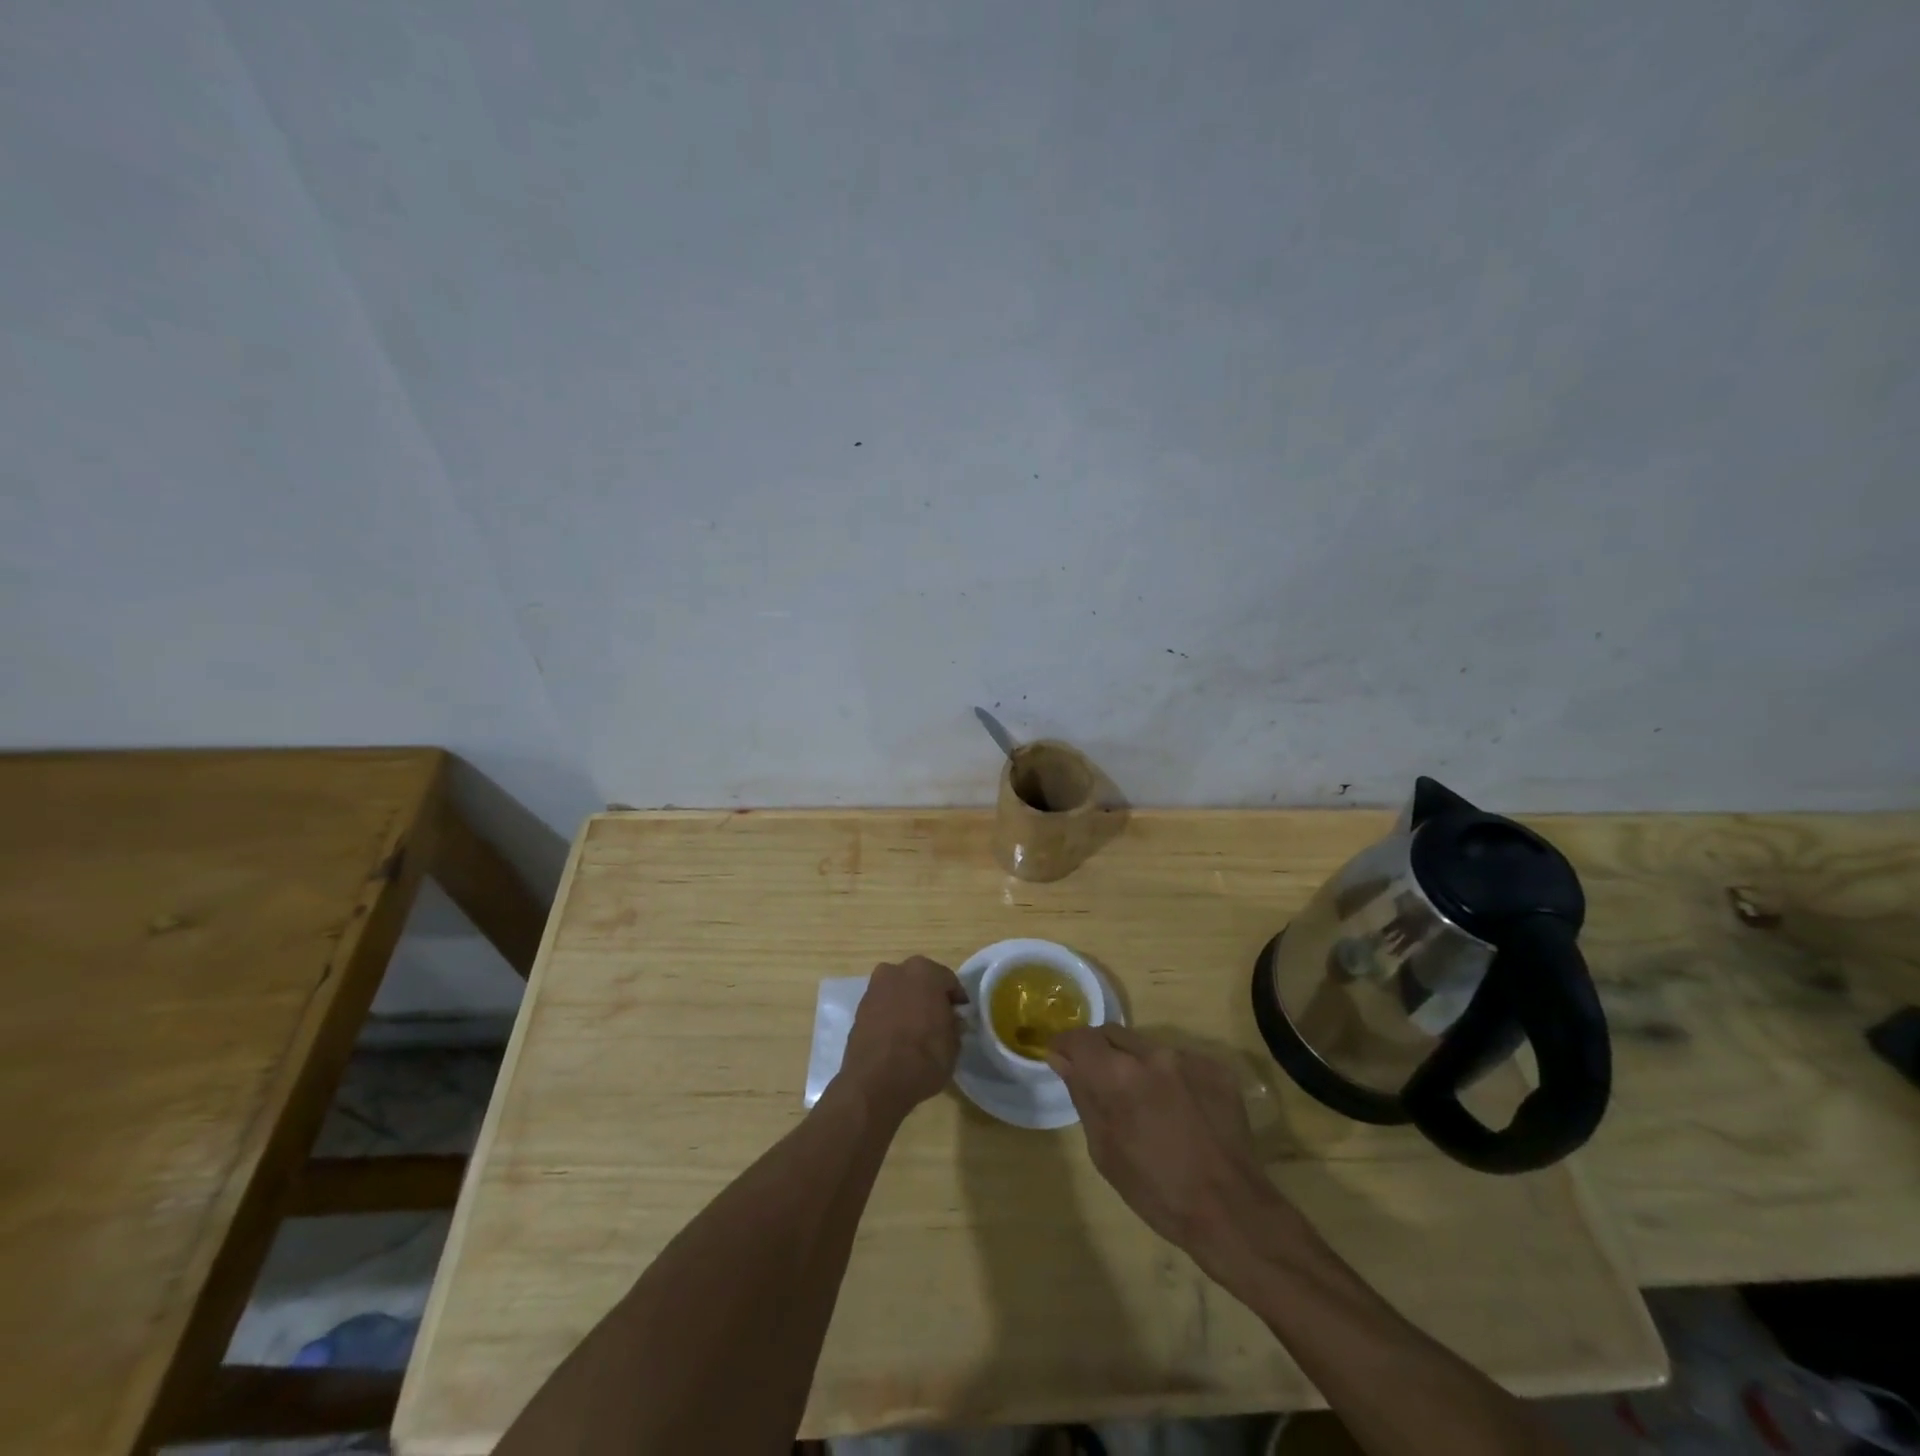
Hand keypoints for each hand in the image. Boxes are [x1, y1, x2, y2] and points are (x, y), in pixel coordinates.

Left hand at [839, 956, 966, 1118]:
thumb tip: (951, 1020)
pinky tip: (896, 1036)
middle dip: (929, 996)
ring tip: (915, 1029)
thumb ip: (954, 1025)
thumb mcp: (953, 1045)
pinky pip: (883, 1006)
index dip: (956, 1000)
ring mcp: (875, 988)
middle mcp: (897, 971)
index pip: (948, 981)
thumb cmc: (923, 1058)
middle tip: (938, 1020)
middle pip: (920, 980)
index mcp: (925, 972)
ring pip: (899, 991)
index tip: (960, 1016)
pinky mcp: (859, 1008)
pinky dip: (891, 1015)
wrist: (875, 1082)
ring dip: (908, 1003)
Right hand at [1047, 1026, 1291, 1266]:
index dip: (1066, 1045)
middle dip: (1100, 1052)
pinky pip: (1179, 1061)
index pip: (1079, 1037)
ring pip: (1147, 1047)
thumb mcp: (1104, 1151)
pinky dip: (1170, 1078)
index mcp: (1117, 1074)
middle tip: (1101, 1083)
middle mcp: (1151, 1053)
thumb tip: (1061, 1059)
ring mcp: (1187, 1057)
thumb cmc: (1157, 1192)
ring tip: (1148, 1104)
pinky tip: (1181, 1112)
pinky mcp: (1215, 1067)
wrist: (1233, 1211)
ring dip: (1137, 1066)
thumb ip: (1083, 1096)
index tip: (1061, 1059)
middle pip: (1112, 1034)